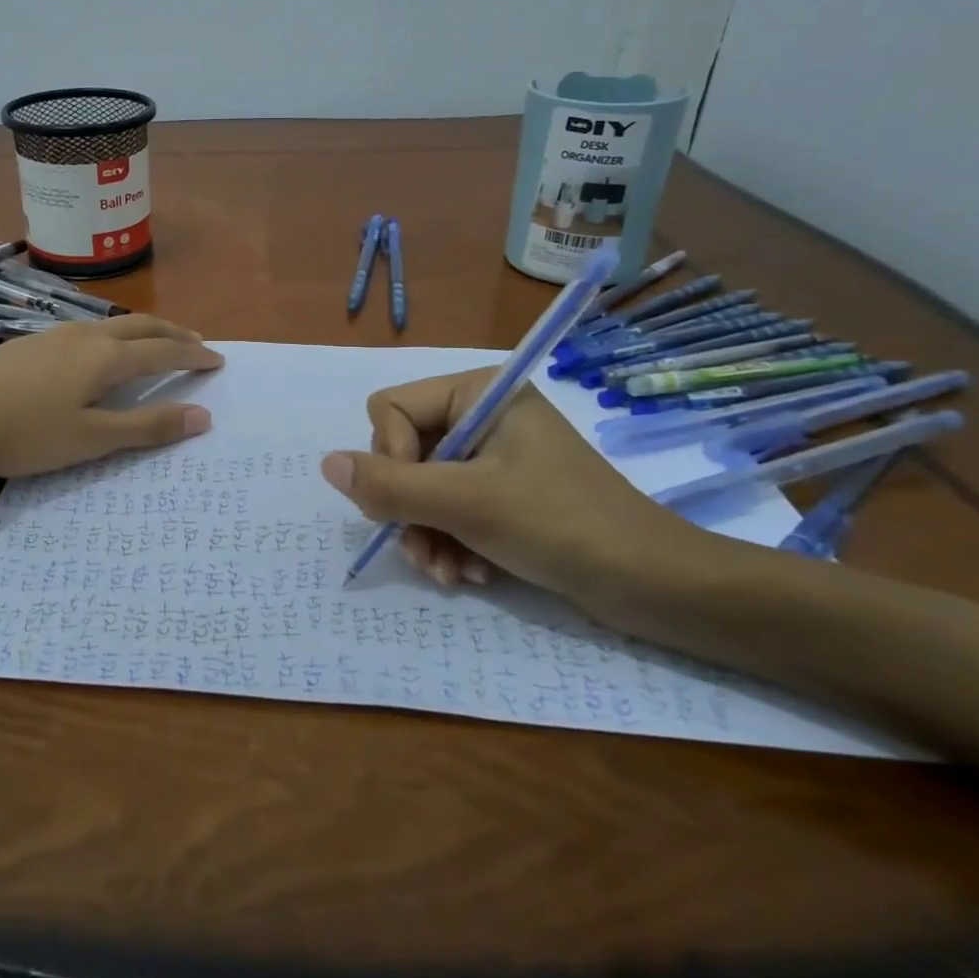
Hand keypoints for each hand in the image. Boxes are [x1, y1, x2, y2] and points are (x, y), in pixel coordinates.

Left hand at [0, 315, 223, 479]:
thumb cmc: (25, 433)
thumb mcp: (92, 439)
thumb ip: (147, 426)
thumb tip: (202, 416)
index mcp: (105, 357)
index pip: (163, 351)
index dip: (193, 356)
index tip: (218, 360)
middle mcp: (84, 336)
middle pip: (141, 325)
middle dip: (173, 333)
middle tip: (197, 343)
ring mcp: (52, 336)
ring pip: (111, 325)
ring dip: (142, 332)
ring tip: (154, 344)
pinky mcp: (28, 344)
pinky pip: (86, 332)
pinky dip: (112, 338)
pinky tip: (98, 353)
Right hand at [320, 370, 705, 627]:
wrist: (653, 585)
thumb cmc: (561, 525)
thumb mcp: (467, 503)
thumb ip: (390, 485)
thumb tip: (325, 464)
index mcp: (479, 392)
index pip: (391, 409)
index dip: (390, 458)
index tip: (415, 503)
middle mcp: (481, 415)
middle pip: (401, 451)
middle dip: (409, 508)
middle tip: (425, 552)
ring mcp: (492, 455)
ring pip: (420, 487)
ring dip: (426, 534)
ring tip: (448, 574)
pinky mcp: (502, 492)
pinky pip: (448, 508)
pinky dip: (449, 542)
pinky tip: (467, 575)